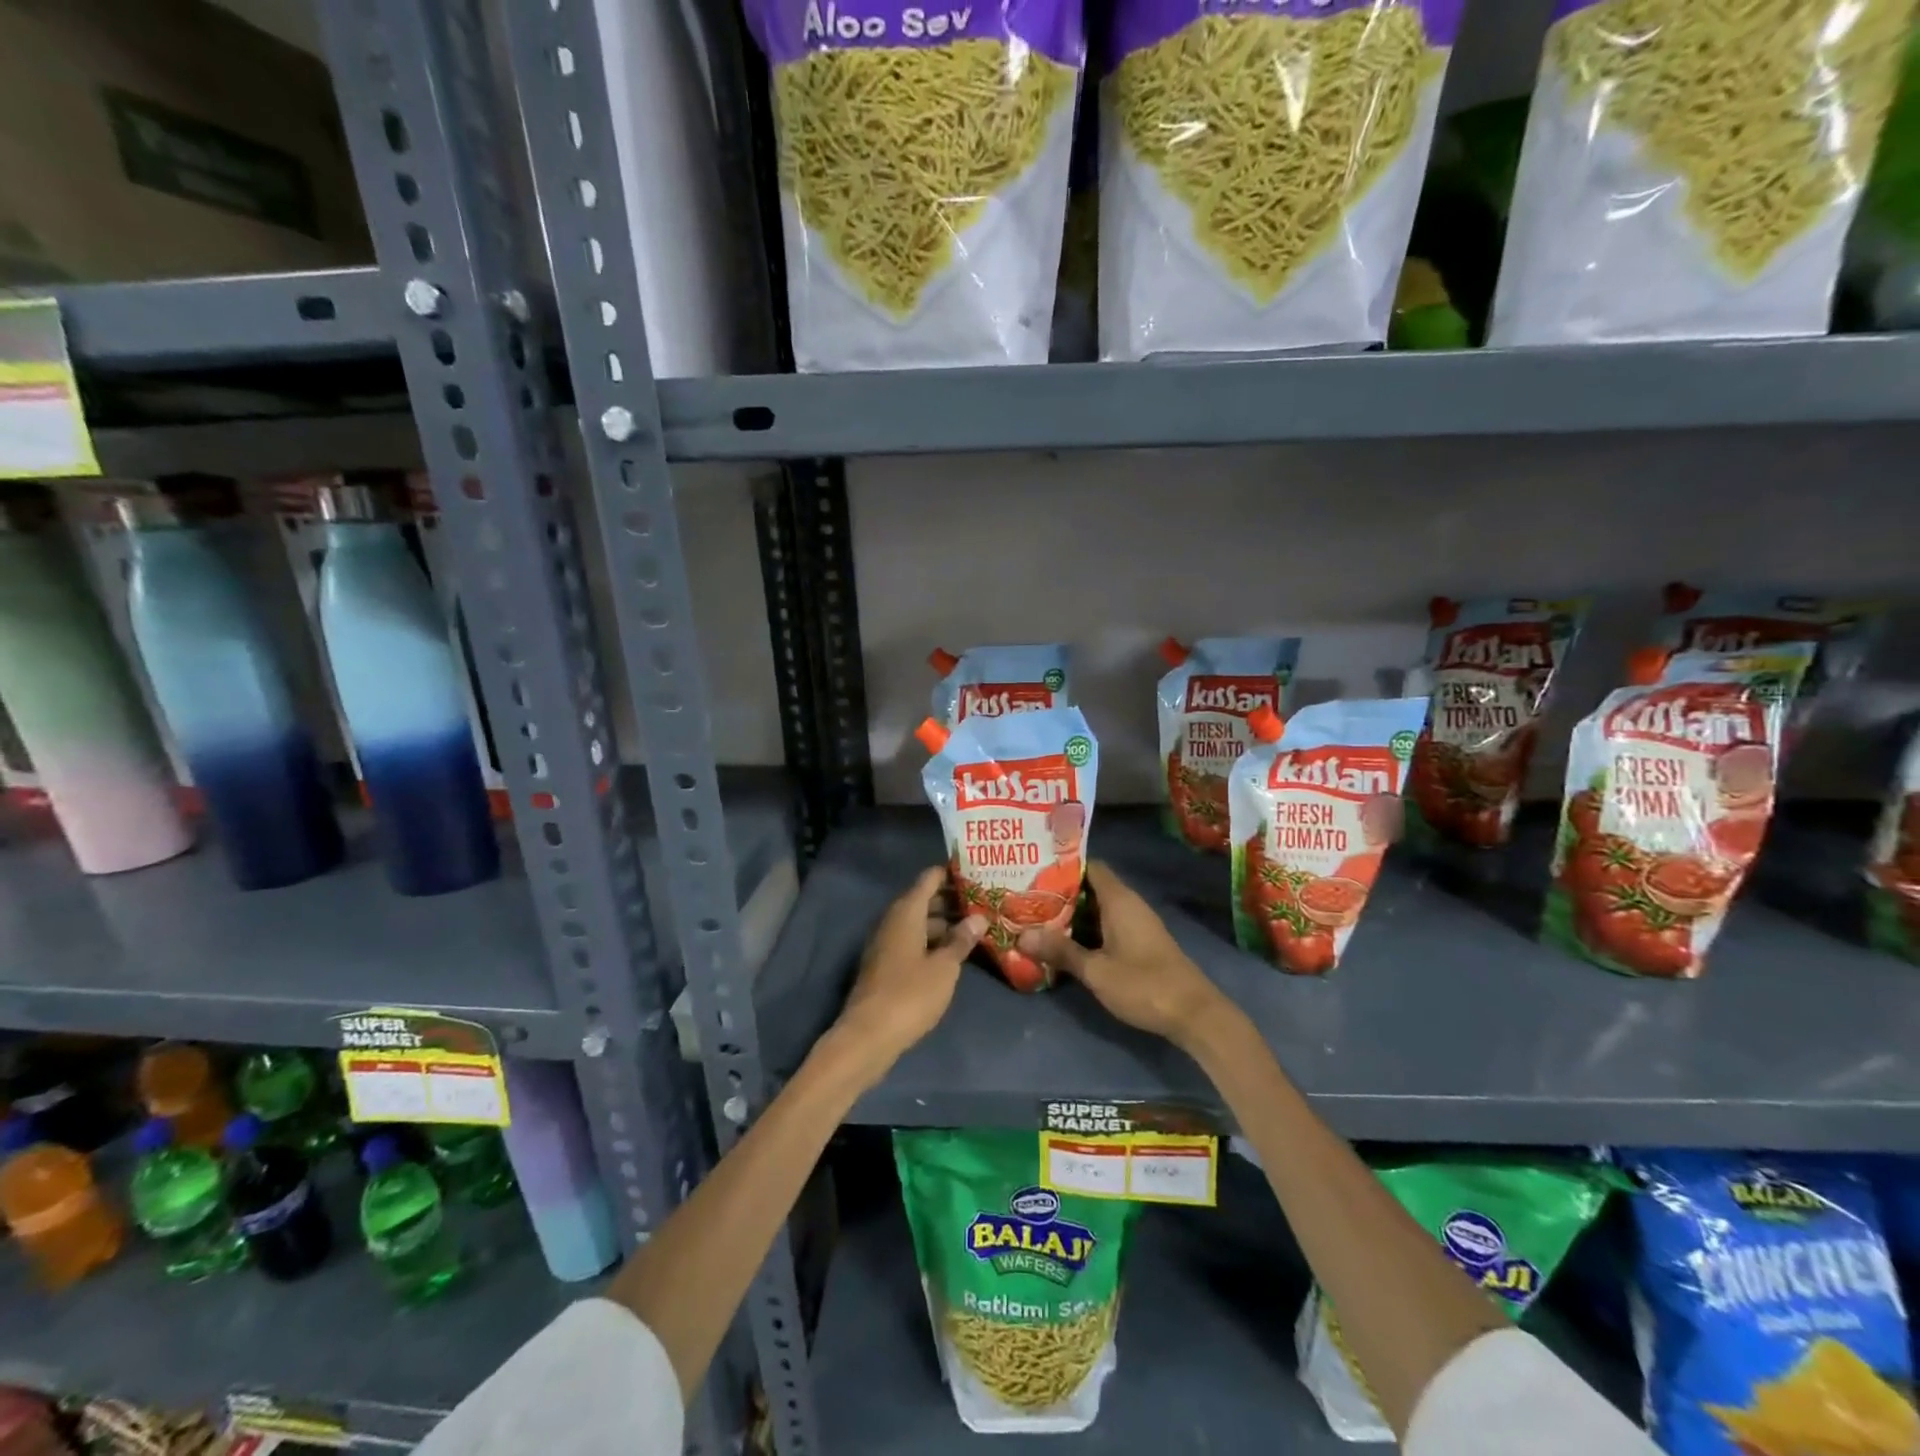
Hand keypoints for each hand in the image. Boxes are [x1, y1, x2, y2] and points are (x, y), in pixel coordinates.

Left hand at [830, 867, 985, 1080]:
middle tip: (985, 900)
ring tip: (976, 927)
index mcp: (906, 912)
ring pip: (919, 922)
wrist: (868, 1036)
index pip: (929, 878)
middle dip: (952, 899)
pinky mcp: (886, 965)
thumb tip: (978, 919)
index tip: (977, 871)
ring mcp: (887, 944)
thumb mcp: (944, 968)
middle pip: (924, 899)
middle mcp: (893, 921)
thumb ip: (961, 940)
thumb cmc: (910, 995)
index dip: (952, 873)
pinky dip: (933, 941)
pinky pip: (914, 941)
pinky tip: (954, 953)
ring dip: (945, 923)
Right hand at [1017, 861, 1233, 1050]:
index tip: (1033, 871)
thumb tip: (1022, 935)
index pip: (1089, 866)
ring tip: (1037, 919)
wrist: (1194, 1014)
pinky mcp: (1141, 943)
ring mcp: (1137, 924)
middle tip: (1026, 898)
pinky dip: (1087, 929)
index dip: (1062, 866)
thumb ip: (1060, 951)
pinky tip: (1065, 943)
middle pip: (1090, 888)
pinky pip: (1107, 925)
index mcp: (1119, 900)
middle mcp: (1129, 904)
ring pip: (1098, 909)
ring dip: (1072, 914)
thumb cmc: (1144, 985)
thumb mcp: (1096, 970)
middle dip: (1060, 893)